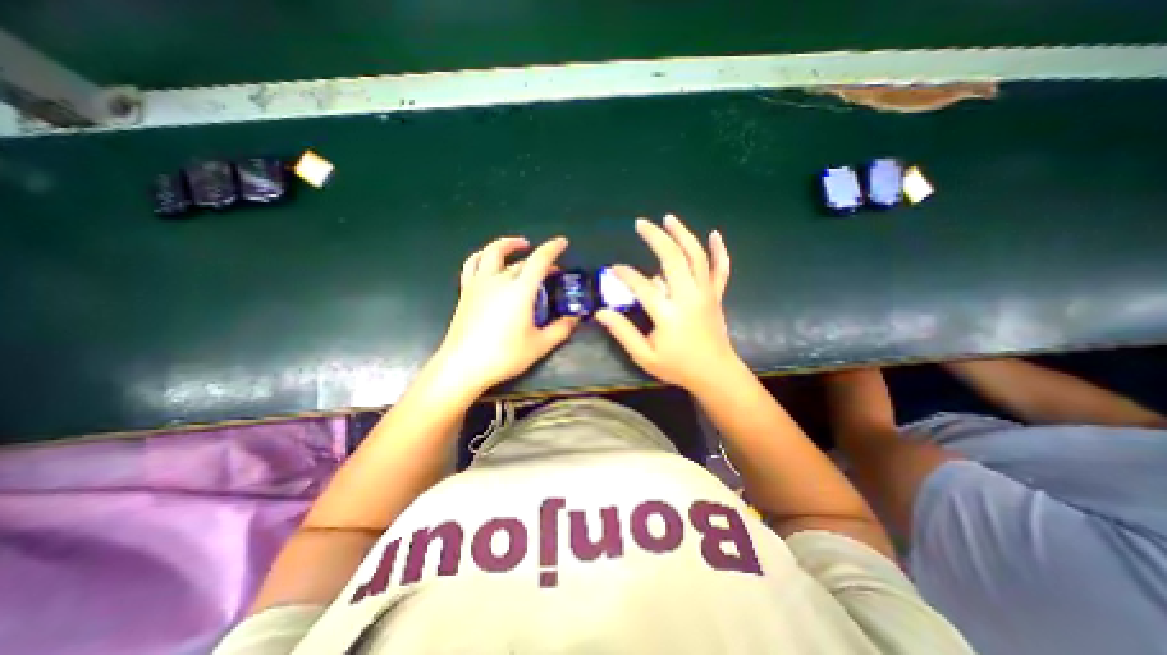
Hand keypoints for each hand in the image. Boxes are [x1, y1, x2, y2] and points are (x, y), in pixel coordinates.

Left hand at [426, 236, 578, 393]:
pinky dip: (482, 256)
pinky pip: (472, 265)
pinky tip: (488, 262)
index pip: (539, 260)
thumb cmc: (504, 355)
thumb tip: (575, 318)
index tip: (562, 242)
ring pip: (491, 253)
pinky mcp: (466, 292)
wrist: (463, 366)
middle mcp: (498, 280)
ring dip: (506, 245)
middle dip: (539, 259)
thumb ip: (561, 329)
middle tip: (551, 269)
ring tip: (518, 246)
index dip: (552, 248)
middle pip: (520, 261)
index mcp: (519, 290)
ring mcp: (479, 284)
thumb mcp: (539, 345)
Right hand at [594, 211, 735, 393]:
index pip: (642, 286)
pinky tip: (714, 234)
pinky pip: (720, 269)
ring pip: (696, 257)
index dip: (625, 274)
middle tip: (641, 224)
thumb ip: (623, 332)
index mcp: (668, 314)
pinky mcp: (716, 295)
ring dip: (683, 235)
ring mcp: (705, 293)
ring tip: (668, 219)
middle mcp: (688, 297)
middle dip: (656, 238)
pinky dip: (719, 250)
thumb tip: (601, 313)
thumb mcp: (644, 356)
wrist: (715, 374)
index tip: (612, 269)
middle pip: (673, 259)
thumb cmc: (677, 367)